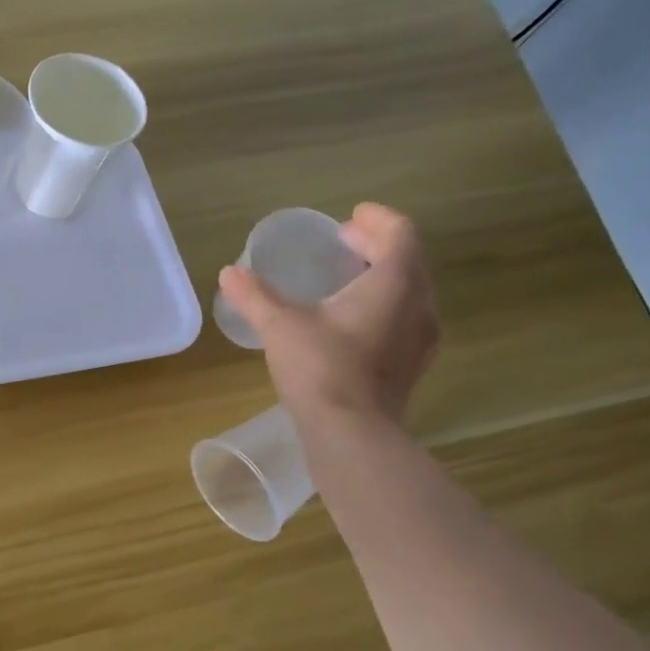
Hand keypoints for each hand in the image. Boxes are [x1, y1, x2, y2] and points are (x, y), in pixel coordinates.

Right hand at [218, 203, 439, 438]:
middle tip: (346, 242)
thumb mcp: (281, 326)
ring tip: (350, 279)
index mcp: (394, 283)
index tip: (353, 217)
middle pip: (408, 261)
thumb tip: (229, 272)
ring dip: (384, 277)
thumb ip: (256, 296)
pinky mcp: (412, 367)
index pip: (399, 234)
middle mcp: (418, 305)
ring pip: (410, 292)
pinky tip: (355, 323)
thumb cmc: (321, 368)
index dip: (377, 219)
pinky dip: (385, 307)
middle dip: (378, 246)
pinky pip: (405, 320)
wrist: (351, 433)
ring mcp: (420, 339)